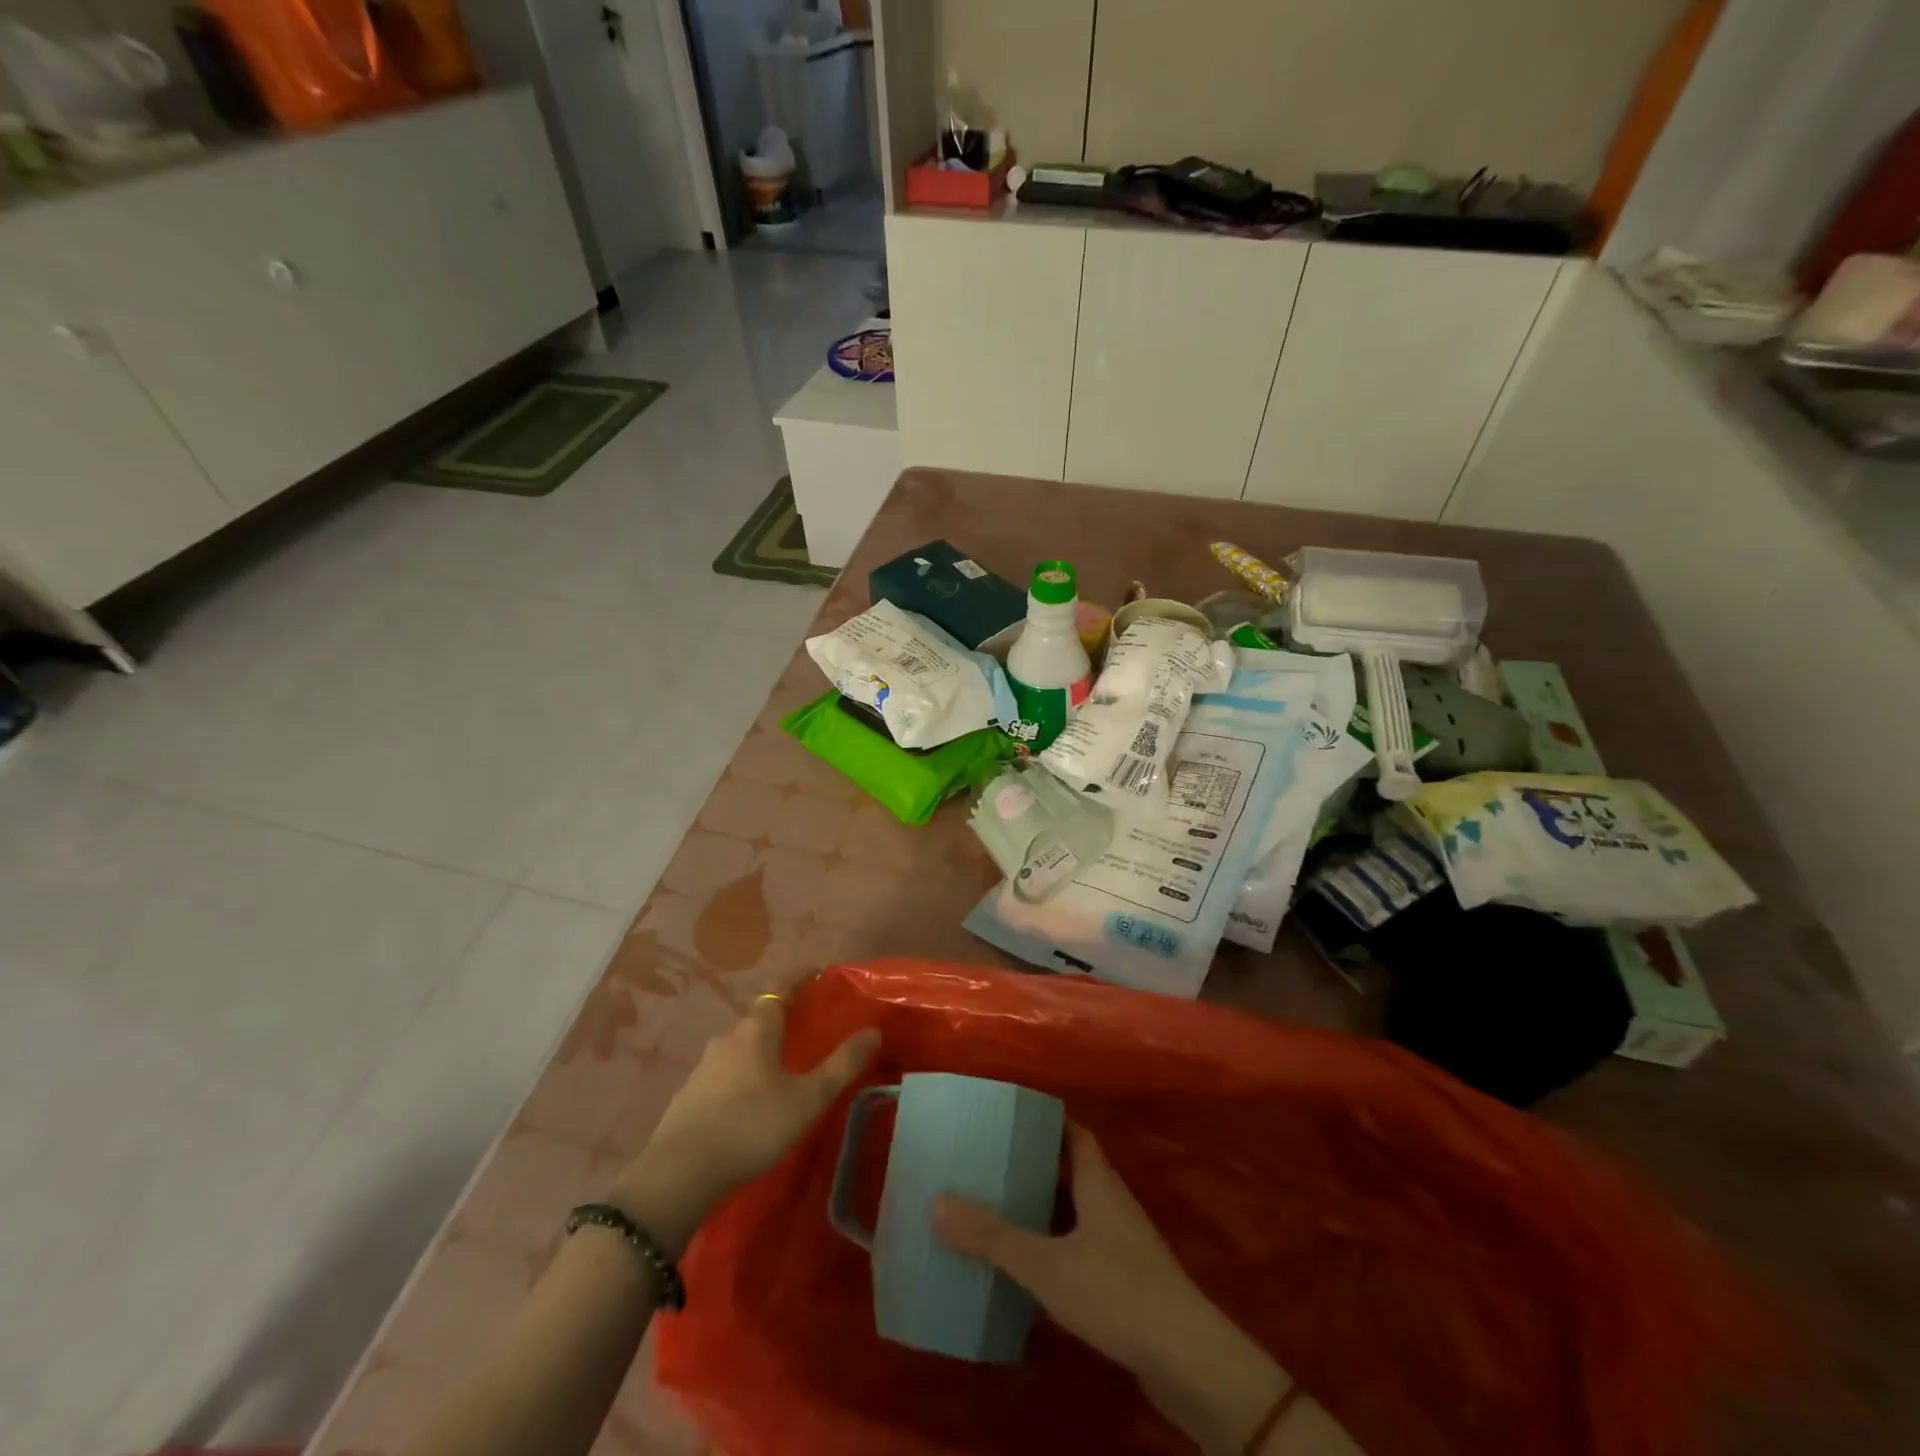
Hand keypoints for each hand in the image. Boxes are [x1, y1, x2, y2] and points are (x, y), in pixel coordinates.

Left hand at [615, 994, 879, 1255]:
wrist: (679, 1174)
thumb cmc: (751, 1126)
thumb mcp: (807, 1098)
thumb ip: (841, 1065)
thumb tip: (873, 1031)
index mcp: (756, 1030)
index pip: (778, 989)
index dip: (798, 977)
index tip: (816, 971)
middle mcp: (727, 1039)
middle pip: (758, 1018)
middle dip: (782, 1017)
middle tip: (806, 1027)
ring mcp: (703, 1067)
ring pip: (739, 1047)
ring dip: (760, 1048)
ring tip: (780, 1067)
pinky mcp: (688, 1096)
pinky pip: (723, 1073)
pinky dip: (741, 1075)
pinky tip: (749, 1101)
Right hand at [933, 1124, 1290, 1454]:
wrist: (1187, 1360)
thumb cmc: (1116, 1291)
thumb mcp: (1046, 1264)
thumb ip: (993, 1236)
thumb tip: (937, 1201)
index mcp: (1099, 1181)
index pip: (1076, 1132)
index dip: (1048, 1120)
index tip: (1013, 1117)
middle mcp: (1113, 1201)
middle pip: (1075, 1169)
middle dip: (1038, 1164)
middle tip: (994, 1164)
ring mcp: (1125, 1242)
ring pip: (1079, 1210)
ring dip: (1048, 1208)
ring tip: (1003, 1211)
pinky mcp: (1129, 1280)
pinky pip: (1086, 1246)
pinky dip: (1059, 1246)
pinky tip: (1034, 1268)